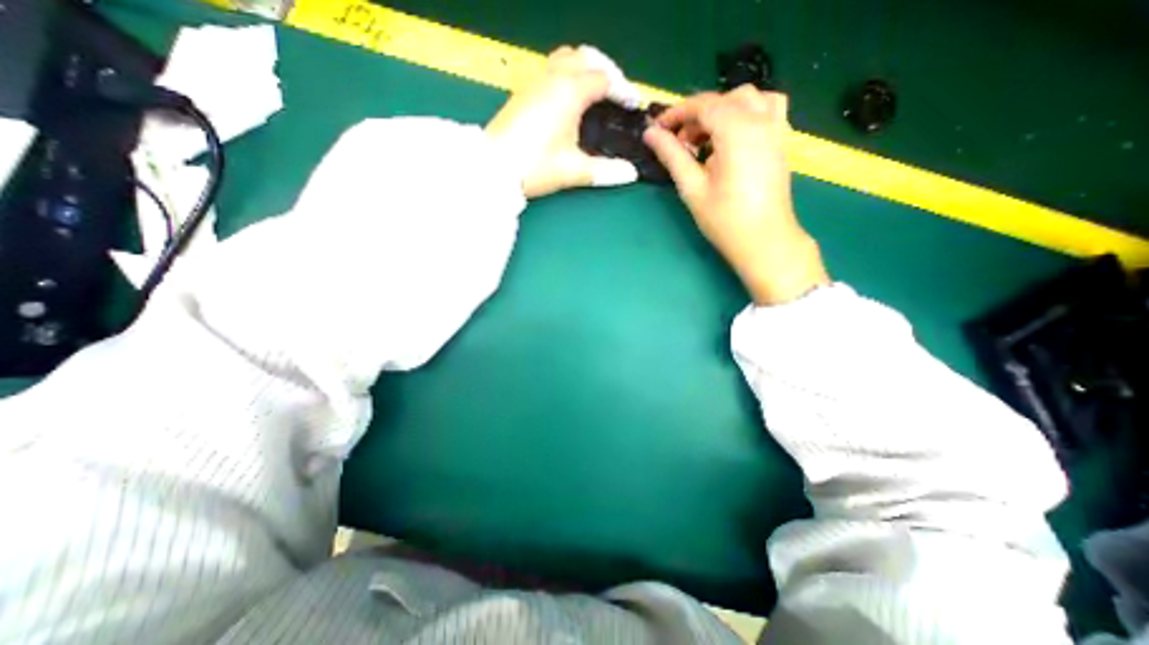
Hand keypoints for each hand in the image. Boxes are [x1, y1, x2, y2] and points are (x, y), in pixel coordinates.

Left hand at [486, 46, 644, 198]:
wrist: (494, 168)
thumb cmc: (536, 166)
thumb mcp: (574, 170)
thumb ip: (605, 171)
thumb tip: (631, 174)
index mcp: (569, 92)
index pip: (604, 79)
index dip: (623, 90)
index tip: (633, 106)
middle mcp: (553, 78)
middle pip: (586, 57)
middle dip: (607, 70)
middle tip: (617, 93)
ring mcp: (535, 82)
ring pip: (566, 58)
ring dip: (586, 68)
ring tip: (596, 92)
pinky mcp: (523, 92)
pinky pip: (552, 69)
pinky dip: (569, 74)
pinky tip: (570, 100)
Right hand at [645, 85, 826, 303]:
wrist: (764, 240)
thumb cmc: (725, 219)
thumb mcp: (692, 188)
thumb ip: (672, 156)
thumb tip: (650, 133)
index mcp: (738, 131)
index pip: (703, 106)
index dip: (677, 113)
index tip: (657, 128)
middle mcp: (761, 121)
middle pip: (725, 99)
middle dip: (697, 114)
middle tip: (680, 142)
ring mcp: (776, 129)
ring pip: (749, 98)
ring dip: (722, 109)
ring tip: (706, 138)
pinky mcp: (781, 141)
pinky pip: (767, 109)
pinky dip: (746, 112)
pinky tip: (732, 137)